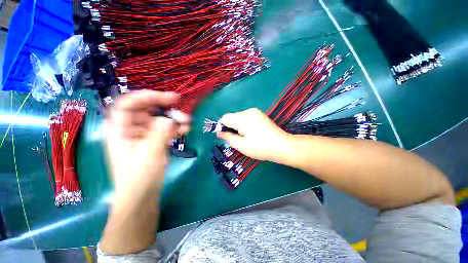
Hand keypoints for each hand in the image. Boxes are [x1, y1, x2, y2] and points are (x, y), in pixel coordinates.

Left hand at [105, 90, 189, 197]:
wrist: (142, 195)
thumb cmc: (139, 177)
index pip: (129, 103)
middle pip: (146, 109)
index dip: (148, 96)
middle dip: (165, 107)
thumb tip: (170, 119)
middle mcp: (130, 128)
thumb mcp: (149, 154)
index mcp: (119, 129)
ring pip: (159, 119)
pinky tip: (185, 130)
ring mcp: (144, 134)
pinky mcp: (154, 141)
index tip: (169, 98)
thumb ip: (160, 133)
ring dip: (174, 119)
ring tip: (188, 122)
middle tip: (181, 107)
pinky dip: (176, 128)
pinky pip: (165, 129)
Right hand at [217, 108, 291, 161]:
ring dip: (237, 125)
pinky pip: (246, 117)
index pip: (225, 118)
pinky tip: (250, 132)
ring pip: (239, 117)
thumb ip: (228, 137)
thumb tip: (219, 133)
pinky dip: (244, 124)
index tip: (222, 135)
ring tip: (244, 136)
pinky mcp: (260, 114)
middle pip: (232, 117)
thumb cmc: (260, 148)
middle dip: (230, 126)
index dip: (220, 126)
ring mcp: (255, 112)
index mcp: (242, 118)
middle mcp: (248, 111)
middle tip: (235, 138)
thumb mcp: (241, 145)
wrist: (282, 146)